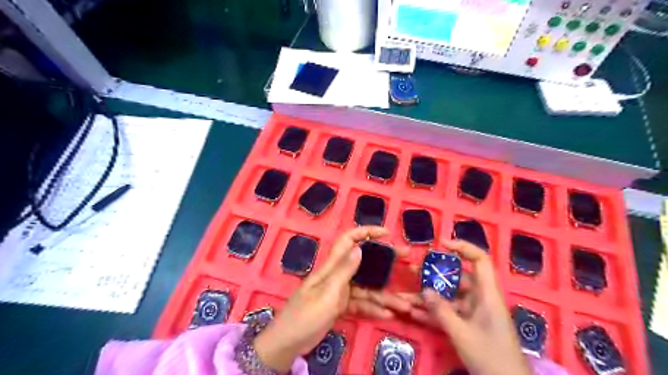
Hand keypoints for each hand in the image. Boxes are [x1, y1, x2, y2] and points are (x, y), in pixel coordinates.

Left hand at [253, 226, 413, 371]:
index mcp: (331, 266)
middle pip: (363, 262)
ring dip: (383, 295)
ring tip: (403, 304)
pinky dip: (372, 308)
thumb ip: (344, 271)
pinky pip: (360, 304)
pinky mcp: (340, 306)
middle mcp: (337, 275)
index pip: (349, 240)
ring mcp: (339, 291)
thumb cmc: (305, 316)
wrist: (287, 343)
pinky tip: (387, 315)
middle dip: (384, 261)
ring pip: (365, 287)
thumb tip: (360, 248)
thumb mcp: (327, 293)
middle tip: (405, 259)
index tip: (387, 234)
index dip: (366, 232)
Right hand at [408, 240, 532, 373]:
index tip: (441, 244)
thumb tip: (424, 290)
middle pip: (458, 278)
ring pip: (450, 297)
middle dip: (435, 275)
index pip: (480, 261)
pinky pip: (449, 313)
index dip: (463, 247)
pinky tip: (414, 314)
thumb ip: (441, 311)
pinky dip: (433, 313)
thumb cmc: (491, 358)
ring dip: (429, 297)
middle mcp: (481, 299)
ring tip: (406, 294)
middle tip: (413, 271)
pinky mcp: (469, 325)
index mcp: (488, 295)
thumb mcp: (462, 334)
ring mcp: (474, 313)